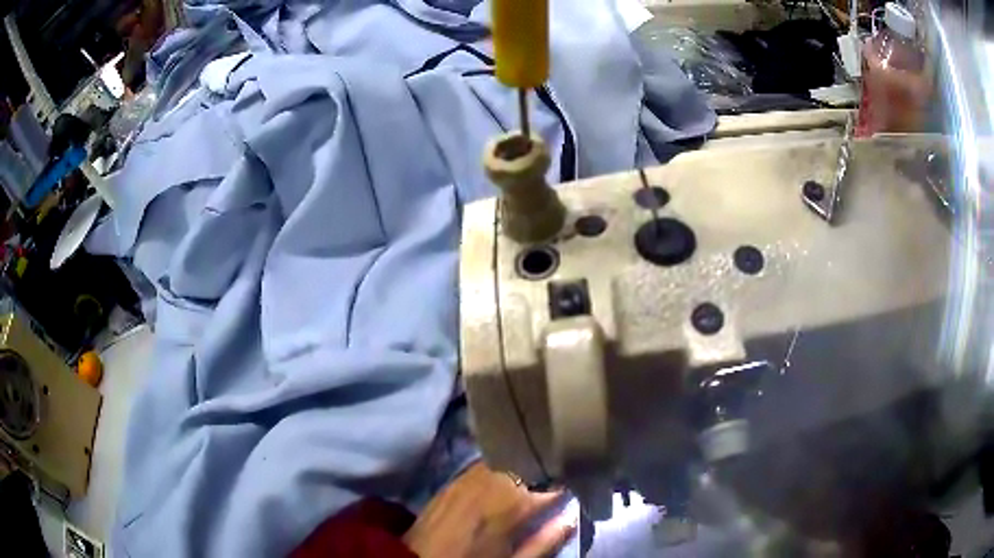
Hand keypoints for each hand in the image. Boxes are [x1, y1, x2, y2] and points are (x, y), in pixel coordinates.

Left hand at [404, 463, 575, 557]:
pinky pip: (489, 461)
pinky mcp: (456, 477)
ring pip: (510, 455)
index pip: (552, 480)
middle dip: (548, 464)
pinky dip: (505, 462)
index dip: (570, 477)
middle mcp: (492, 481)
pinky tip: (511, 472)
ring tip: (538, 471)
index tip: (582, 477)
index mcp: (512, 504)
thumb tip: (573, 515)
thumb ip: (548, 539)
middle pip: (530, 460)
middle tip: (561, 473)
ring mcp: (471, 475)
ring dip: (527, 461)